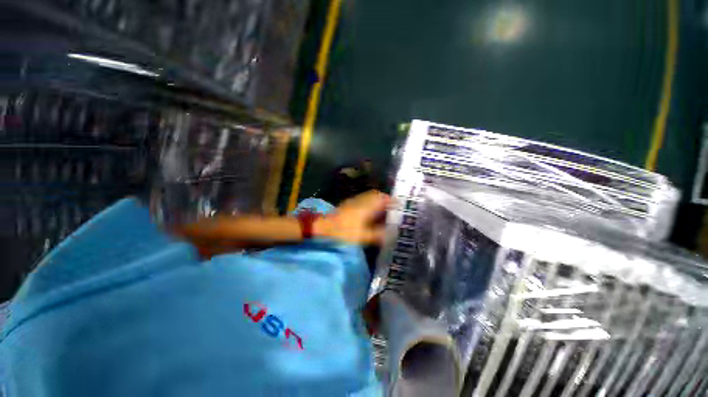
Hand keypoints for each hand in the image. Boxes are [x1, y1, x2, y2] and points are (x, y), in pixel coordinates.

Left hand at [315, 190, 390, 244]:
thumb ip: (378, 234)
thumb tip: (390, 233)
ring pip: (368, 196)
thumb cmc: (343, 233)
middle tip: (391, 207)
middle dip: (384, 199)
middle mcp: (360, 201)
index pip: (382, 198)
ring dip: (376, 200)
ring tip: (382, 209)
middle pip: (375, 195)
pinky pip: (362, 200)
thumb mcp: (363, 236)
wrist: (322, 228)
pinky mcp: (347, 204)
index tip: (399, 204)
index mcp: (366, 207)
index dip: (391, 200)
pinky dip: (369, 203)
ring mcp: (353, 201)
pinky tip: (369, 211)